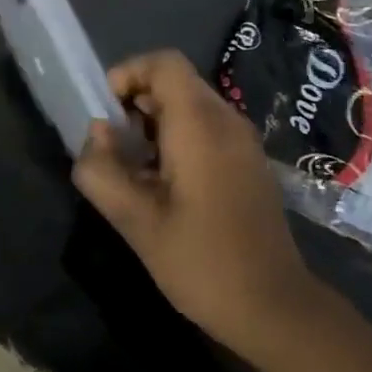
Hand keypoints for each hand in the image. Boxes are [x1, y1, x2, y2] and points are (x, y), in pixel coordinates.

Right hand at [73, 51, 312, 356]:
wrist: (274, 307)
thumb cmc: (202, 262)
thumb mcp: (136, 222)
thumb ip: (103, 171)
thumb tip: (96, 135)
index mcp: (201, 126)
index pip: (164, 63)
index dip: (128, 74)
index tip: (106, 114)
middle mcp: (227, 121)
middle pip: (176, 82)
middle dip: (136, 104)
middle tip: (114, 149)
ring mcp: (243, 141)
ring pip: (190, 105)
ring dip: (154, 124)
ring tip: (134, 169)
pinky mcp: (248, 162)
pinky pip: (206, 128)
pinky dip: (176, 139)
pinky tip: (164, 185)